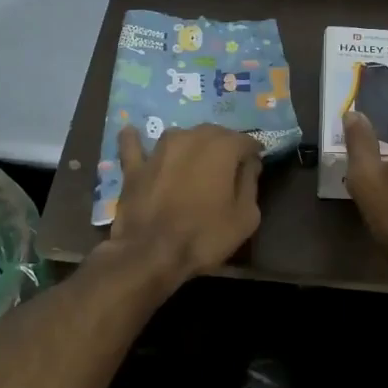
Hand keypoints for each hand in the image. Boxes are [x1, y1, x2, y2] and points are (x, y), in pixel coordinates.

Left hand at [109, 123, 262, 283]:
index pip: (245, 141)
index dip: (252, 153)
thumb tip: (250, 163)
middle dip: (223, 146)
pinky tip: (132, 133)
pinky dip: (135, 140)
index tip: (255, 165)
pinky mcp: (135, 167)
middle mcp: (191, 138)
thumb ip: (250, 183)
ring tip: (194, 161)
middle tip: (227, 168)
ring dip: (190, 145)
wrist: (152, 255)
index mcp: (222, 148)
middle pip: (213, 133)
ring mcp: (159, 150)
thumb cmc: (205, 236)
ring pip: (180, 136)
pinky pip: (133, 146)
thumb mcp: (246, 216)